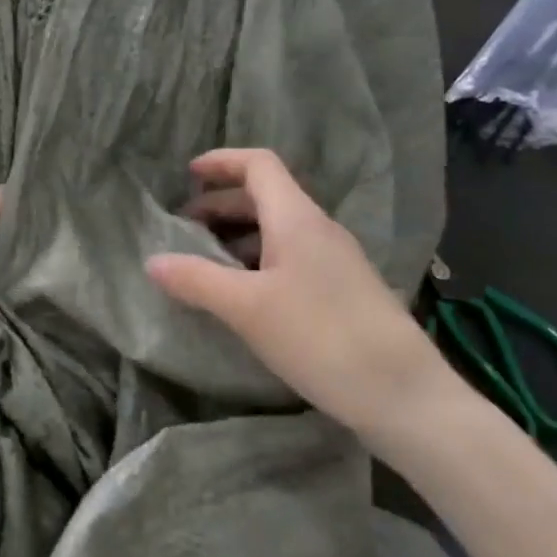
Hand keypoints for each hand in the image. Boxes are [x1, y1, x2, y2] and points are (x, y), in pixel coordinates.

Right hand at [146, 149, 461, 451]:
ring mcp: (335, 261)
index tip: (188, 176)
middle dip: (221, 204)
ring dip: (238, 235)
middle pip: (265, 196)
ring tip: (206, 263)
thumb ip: (196, 280)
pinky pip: (291, 257)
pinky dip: (258, 261)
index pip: (259, 165)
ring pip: (278, 229)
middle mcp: (319, 229)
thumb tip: (152, 260)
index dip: (222, 161)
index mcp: (297, 219)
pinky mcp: (343, 290)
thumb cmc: (321, 337)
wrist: (404, 395)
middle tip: (185, 228)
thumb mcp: (246, 308)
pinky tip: (243, 295)